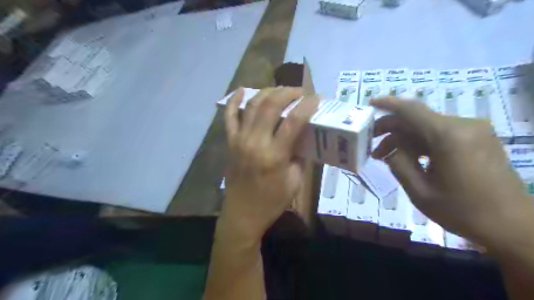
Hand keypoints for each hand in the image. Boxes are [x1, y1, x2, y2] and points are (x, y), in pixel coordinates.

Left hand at [220, 86, 316, 240]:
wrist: (243, 214)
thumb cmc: (272, 201)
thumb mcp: (295, 182)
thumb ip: (300, 156)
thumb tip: (303, 136)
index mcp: (274, 155)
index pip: (294, 121)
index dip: (307, 106)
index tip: (316, 98)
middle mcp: (255, 142)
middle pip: (271, 105)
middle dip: (288, 93)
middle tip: (299, 92)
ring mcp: (239, 140)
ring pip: (252, 105)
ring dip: (268, 92)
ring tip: (280, 91)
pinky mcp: (230, 142)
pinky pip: (230, 116)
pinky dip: (234, 101)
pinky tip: (242, 90)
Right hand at [373, 97, 533, 249]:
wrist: (513, 226)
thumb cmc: (462, 211)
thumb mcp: (420, 191)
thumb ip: (399, 164)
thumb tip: (390, 148)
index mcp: (449, 137)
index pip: (411, 110)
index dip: (387, 104)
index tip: (369, 104)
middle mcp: (463, 126)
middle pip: (417, 119)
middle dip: (391, 129)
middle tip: (372, 144)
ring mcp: (474, 131)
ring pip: (427, 127)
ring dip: (405, 139)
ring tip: (386, 156)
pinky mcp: (477, 139)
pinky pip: (441, 134)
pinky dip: (421, 142)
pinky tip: (410, 157)